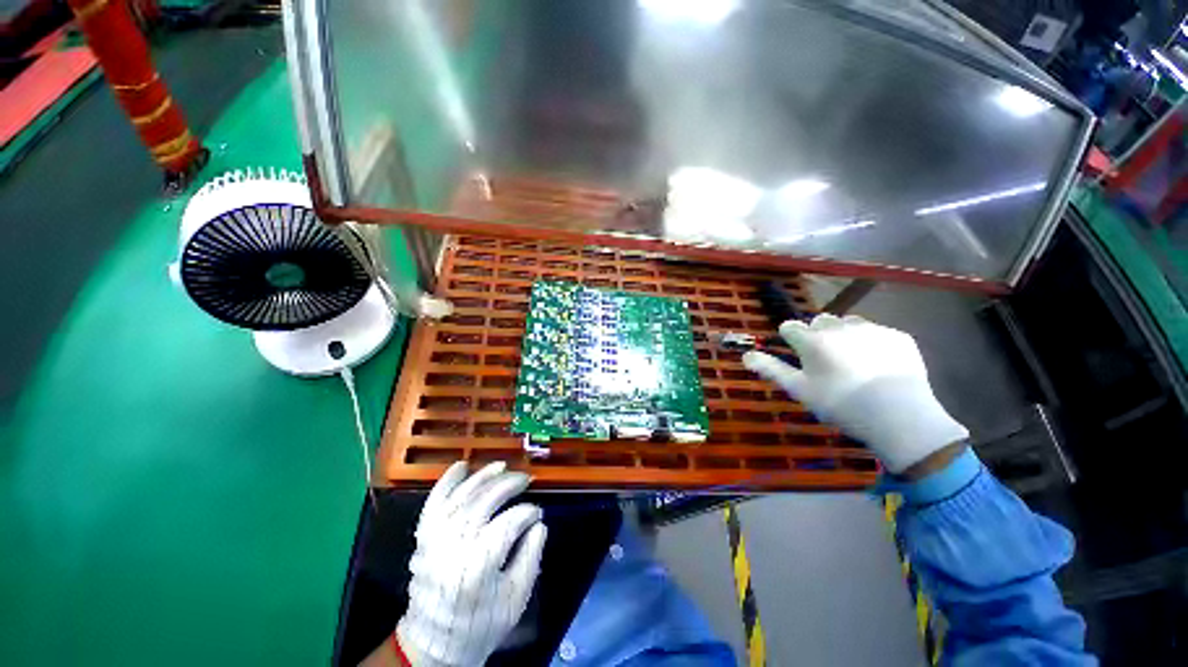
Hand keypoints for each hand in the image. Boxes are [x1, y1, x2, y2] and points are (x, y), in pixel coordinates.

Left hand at [396, 462, 546, 665]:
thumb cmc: (481, 623)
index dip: (527, 513)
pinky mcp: (423, 538)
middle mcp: (454, 546)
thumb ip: (531, 557)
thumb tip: (539, 524)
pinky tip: (461, 466)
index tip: (537, 513)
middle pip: (485, 501)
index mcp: (479, 565)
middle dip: (509, 484)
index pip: (509, 523)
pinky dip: (447, 482)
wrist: (434, 643)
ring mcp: (435, 539)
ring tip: (502, 466)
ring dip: (483, 476)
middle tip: (526, 479)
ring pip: (461, 496)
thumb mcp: (516, 598)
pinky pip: (434, 503)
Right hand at [743, 314, 967, 472]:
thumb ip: (770, 369)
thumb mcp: (799, 389)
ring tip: (853, 360)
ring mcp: (871, 329)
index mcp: (812, 340)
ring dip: (844, 334)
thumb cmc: (839, 403)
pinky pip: (877, 332)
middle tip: (826, 360)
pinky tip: (878, 365)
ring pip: (849, 323)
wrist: (899, 414)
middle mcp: (838, 327)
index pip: (790, 327)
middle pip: (819, 321)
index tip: (797, 353)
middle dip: (818, 334)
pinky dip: (872, 343)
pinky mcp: (897, 336)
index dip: (790, 338)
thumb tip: (745, 356)